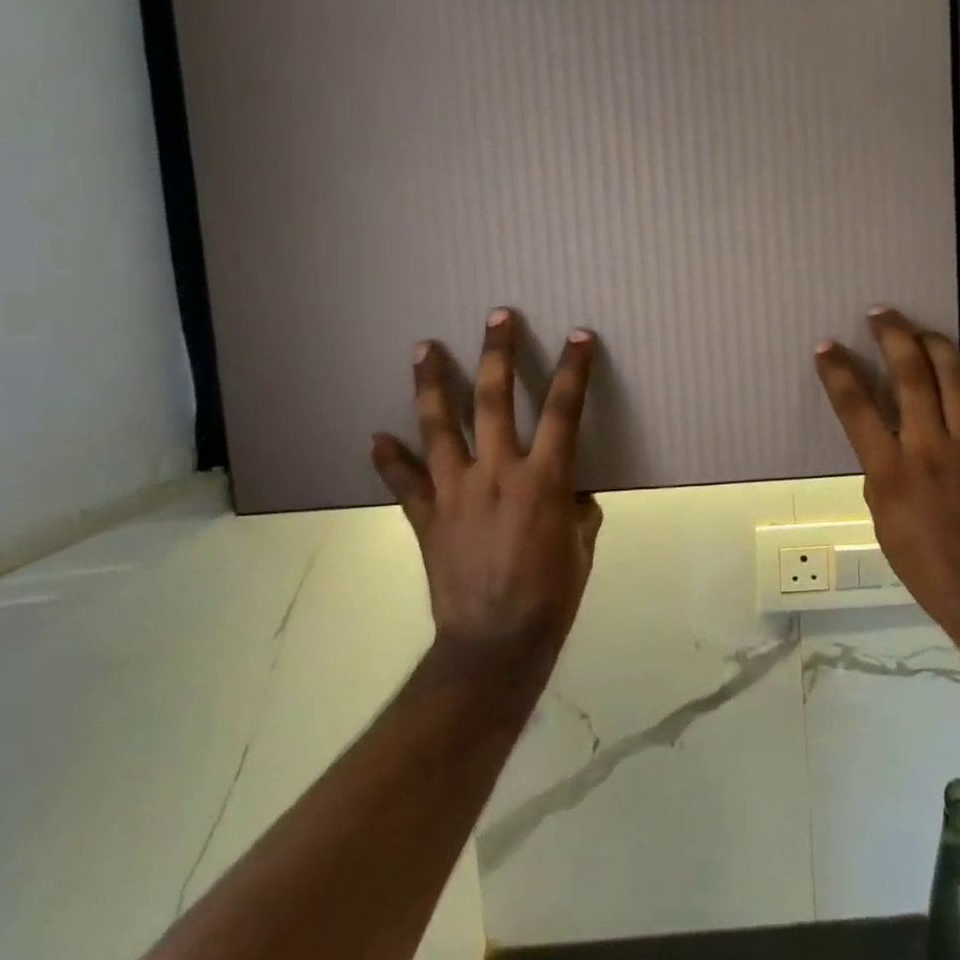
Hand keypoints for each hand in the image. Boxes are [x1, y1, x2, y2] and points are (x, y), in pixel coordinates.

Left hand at [371, 309, 602, 658]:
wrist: (495, 643)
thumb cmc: (552, 593)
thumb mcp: (582, 545)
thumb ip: (577, 509)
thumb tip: (570, 494)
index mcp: (545, 479)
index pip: (565, 411)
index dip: (574, 370)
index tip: (579, 337)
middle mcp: (498, 473)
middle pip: (496, 400)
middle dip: (498, 354)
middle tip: (497, 317)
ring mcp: (456, 491)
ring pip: (440, 427)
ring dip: (432, 384)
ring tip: (423, 348)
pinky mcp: (427, 517)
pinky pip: (404, 482)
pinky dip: (389, 459)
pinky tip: (377, 437)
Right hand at [814, 309, 959, 634]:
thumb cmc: (926, 566)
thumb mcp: (883, 523)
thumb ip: (881, 474)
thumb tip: (885, 444)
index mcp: (892, 472)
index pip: (857, 408)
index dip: (838, 373)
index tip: (827, 348)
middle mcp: (931, 449)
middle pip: (912, 376)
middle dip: (892, 336)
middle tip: (881, 314)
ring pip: (958, 378)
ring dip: (936, 346)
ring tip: (921, 332)